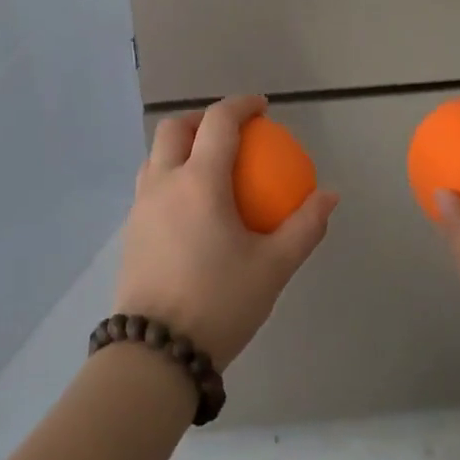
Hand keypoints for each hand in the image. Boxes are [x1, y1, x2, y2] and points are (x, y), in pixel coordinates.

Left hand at [114, 95, 337, 367]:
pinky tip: (191, 207)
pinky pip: (149, 184)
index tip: (261, 107)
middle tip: (230, 132)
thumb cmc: (220, 303)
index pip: (218, 123)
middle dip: (202, 118)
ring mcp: (140, 207)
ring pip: (155, 155)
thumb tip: (329, 195)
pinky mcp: (130, 231)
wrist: (155, 353)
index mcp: (199, 182)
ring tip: (208, 165)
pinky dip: (170, 175)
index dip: (240, 106)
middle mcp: (163, 183)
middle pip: (174, 128)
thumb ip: (304, 227)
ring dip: (181, 146)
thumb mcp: (273, 267)